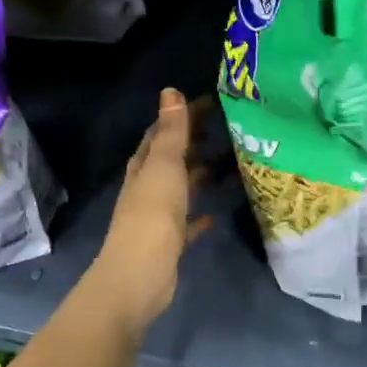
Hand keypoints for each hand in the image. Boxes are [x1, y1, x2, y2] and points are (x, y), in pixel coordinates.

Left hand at [92, 89, 210, 330]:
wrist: (140, 275)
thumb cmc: (152, 215)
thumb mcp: (164, 166)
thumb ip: (171, 133)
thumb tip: (170, 91)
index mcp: (143, 168)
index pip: (160, 133)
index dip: (182, 117)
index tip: (211, 104)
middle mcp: (146, 189)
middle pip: (169, 160)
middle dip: (192, 144)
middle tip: (225, 132)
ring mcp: (157, 218)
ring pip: (179, 190)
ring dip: (197, 177)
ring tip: (226, 165)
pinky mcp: (169, 243)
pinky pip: (187, 224)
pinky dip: (199, 216)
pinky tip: (215, 213)